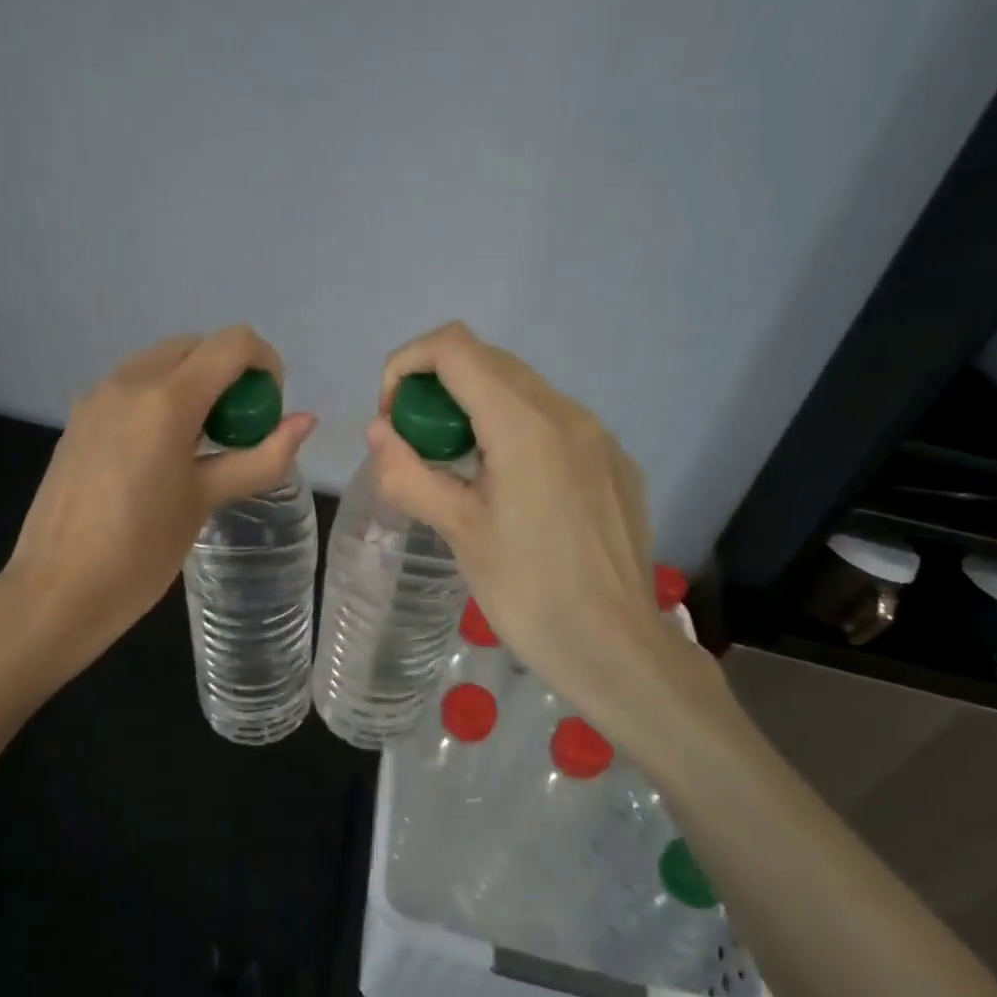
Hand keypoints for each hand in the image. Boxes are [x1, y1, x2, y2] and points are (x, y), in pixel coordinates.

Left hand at [0, 328, 315, 676]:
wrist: (56, 591)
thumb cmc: (141, 551)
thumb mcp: (206, 501)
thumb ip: (260, 457)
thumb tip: (306, 422)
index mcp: (166, 399)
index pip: (232, 344)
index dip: (265, 365)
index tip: (267, 412)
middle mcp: (128, 382)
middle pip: (195, 347)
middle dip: (228, 375)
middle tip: (236, 433)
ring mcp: (96, 397)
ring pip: (160, 363)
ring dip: (193, 385)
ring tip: (199, 447)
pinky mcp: (78, 419)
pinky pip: (131, 387)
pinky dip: (159, 400)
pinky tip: (158, 456)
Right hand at [365, 322, 694, 741]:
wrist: (617, 649)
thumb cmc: (529, 593)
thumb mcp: (459, 532)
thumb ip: (410, 473)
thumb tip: (379, 433)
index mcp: (525, 425)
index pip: (454, 347)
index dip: (407, 365)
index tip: (392, 418)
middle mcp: (567, 413)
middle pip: (487, 361)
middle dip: (436, 388)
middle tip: (416, 447)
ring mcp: (598, 436)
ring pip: (520, 390)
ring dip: (473, 409)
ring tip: (458, 472)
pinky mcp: (613, 462)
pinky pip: (552, 423)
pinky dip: (511, 432)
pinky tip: (509, 491)